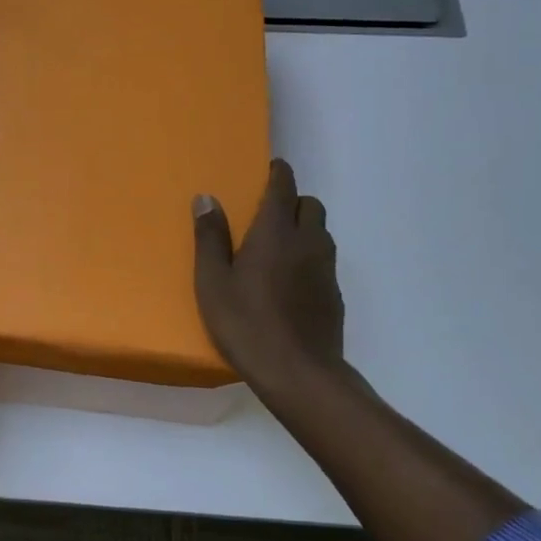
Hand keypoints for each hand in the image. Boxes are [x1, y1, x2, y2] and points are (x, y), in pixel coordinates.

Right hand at [193, 159, 346, 397]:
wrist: (298, 372)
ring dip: (304, 227)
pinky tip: (290, 281)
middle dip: (292, 200)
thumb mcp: (213, 282)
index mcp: (276, 232)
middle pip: (310, 205)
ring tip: (278, 245)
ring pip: (321, 232)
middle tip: (268, 213)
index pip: (284, 187)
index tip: (271, 167)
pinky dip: (310, 257)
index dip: (279, 173)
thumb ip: (210, 238)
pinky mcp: (334, 294)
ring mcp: (326, 269)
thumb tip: (206, 198)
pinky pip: (324, 260)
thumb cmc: (246, 322)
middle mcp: (307, 242)